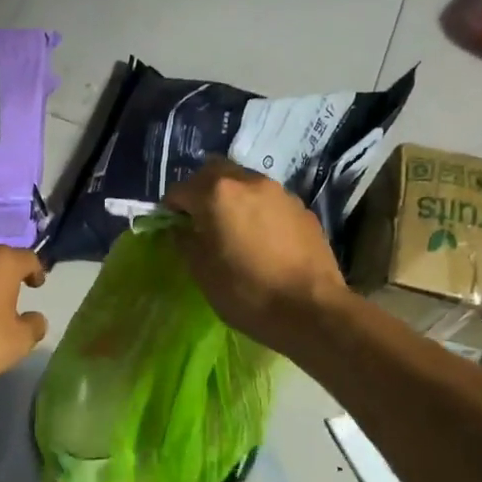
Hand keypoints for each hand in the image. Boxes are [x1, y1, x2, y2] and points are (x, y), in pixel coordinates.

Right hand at [163, 158, 347, 349]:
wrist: (311, 309)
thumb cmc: (246, 291)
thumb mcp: (202, 271)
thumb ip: (184, 241)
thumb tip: (180, 229)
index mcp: (216, 193)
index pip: (179, 189)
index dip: (170, 209)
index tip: (171, 228)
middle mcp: (248, 181)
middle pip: (213, 172)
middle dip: (200, 191)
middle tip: (198, 220)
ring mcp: (279, 192)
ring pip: (244, 182)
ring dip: (230, 197)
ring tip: (232, 228)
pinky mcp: (301, 208)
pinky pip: (268, 200)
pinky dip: (256, 209)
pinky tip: (261, 239)